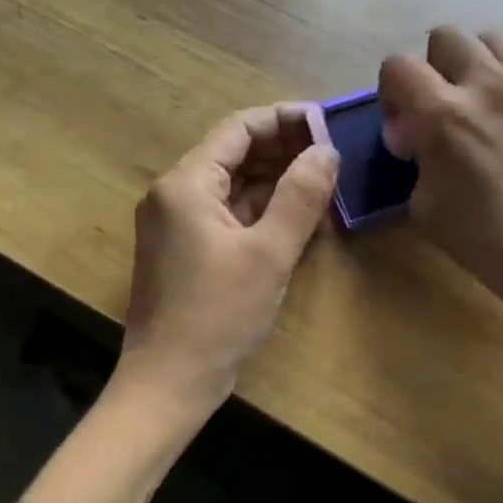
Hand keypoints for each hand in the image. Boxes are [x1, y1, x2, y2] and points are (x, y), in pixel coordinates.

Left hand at [118, 104, 338, 414]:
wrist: (169, 383)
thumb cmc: (217, 315)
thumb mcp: (269, 253)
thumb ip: (301, 196)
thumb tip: (327, 151)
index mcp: (186, 184)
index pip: (238, 129)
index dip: (284, 120)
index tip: (326, 123)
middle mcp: (175, 194)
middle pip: (234, 154)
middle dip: (283, 150)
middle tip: (333, 154)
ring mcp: (177, 223)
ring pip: (233, 185)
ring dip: (276, 181)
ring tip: (324, 182)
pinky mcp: (186, 249)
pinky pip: (228, 214)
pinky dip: (261, 211)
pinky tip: (299, 217)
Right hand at [379, 26, 502, 321]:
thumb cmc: (487, 242)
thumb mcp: (425, 207)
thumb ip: (414, 160)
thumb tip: (416, 139)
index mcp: (444, 116)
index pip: (398, 66)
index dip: (389, 93)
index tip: (401, 128)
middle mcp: (484, 86)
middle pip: (444, 37)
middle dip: (429, 68)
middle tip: (434, 109)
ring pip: (486, 39)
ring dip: (468, 63)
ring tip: (470, 102)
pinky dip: (500, 75)